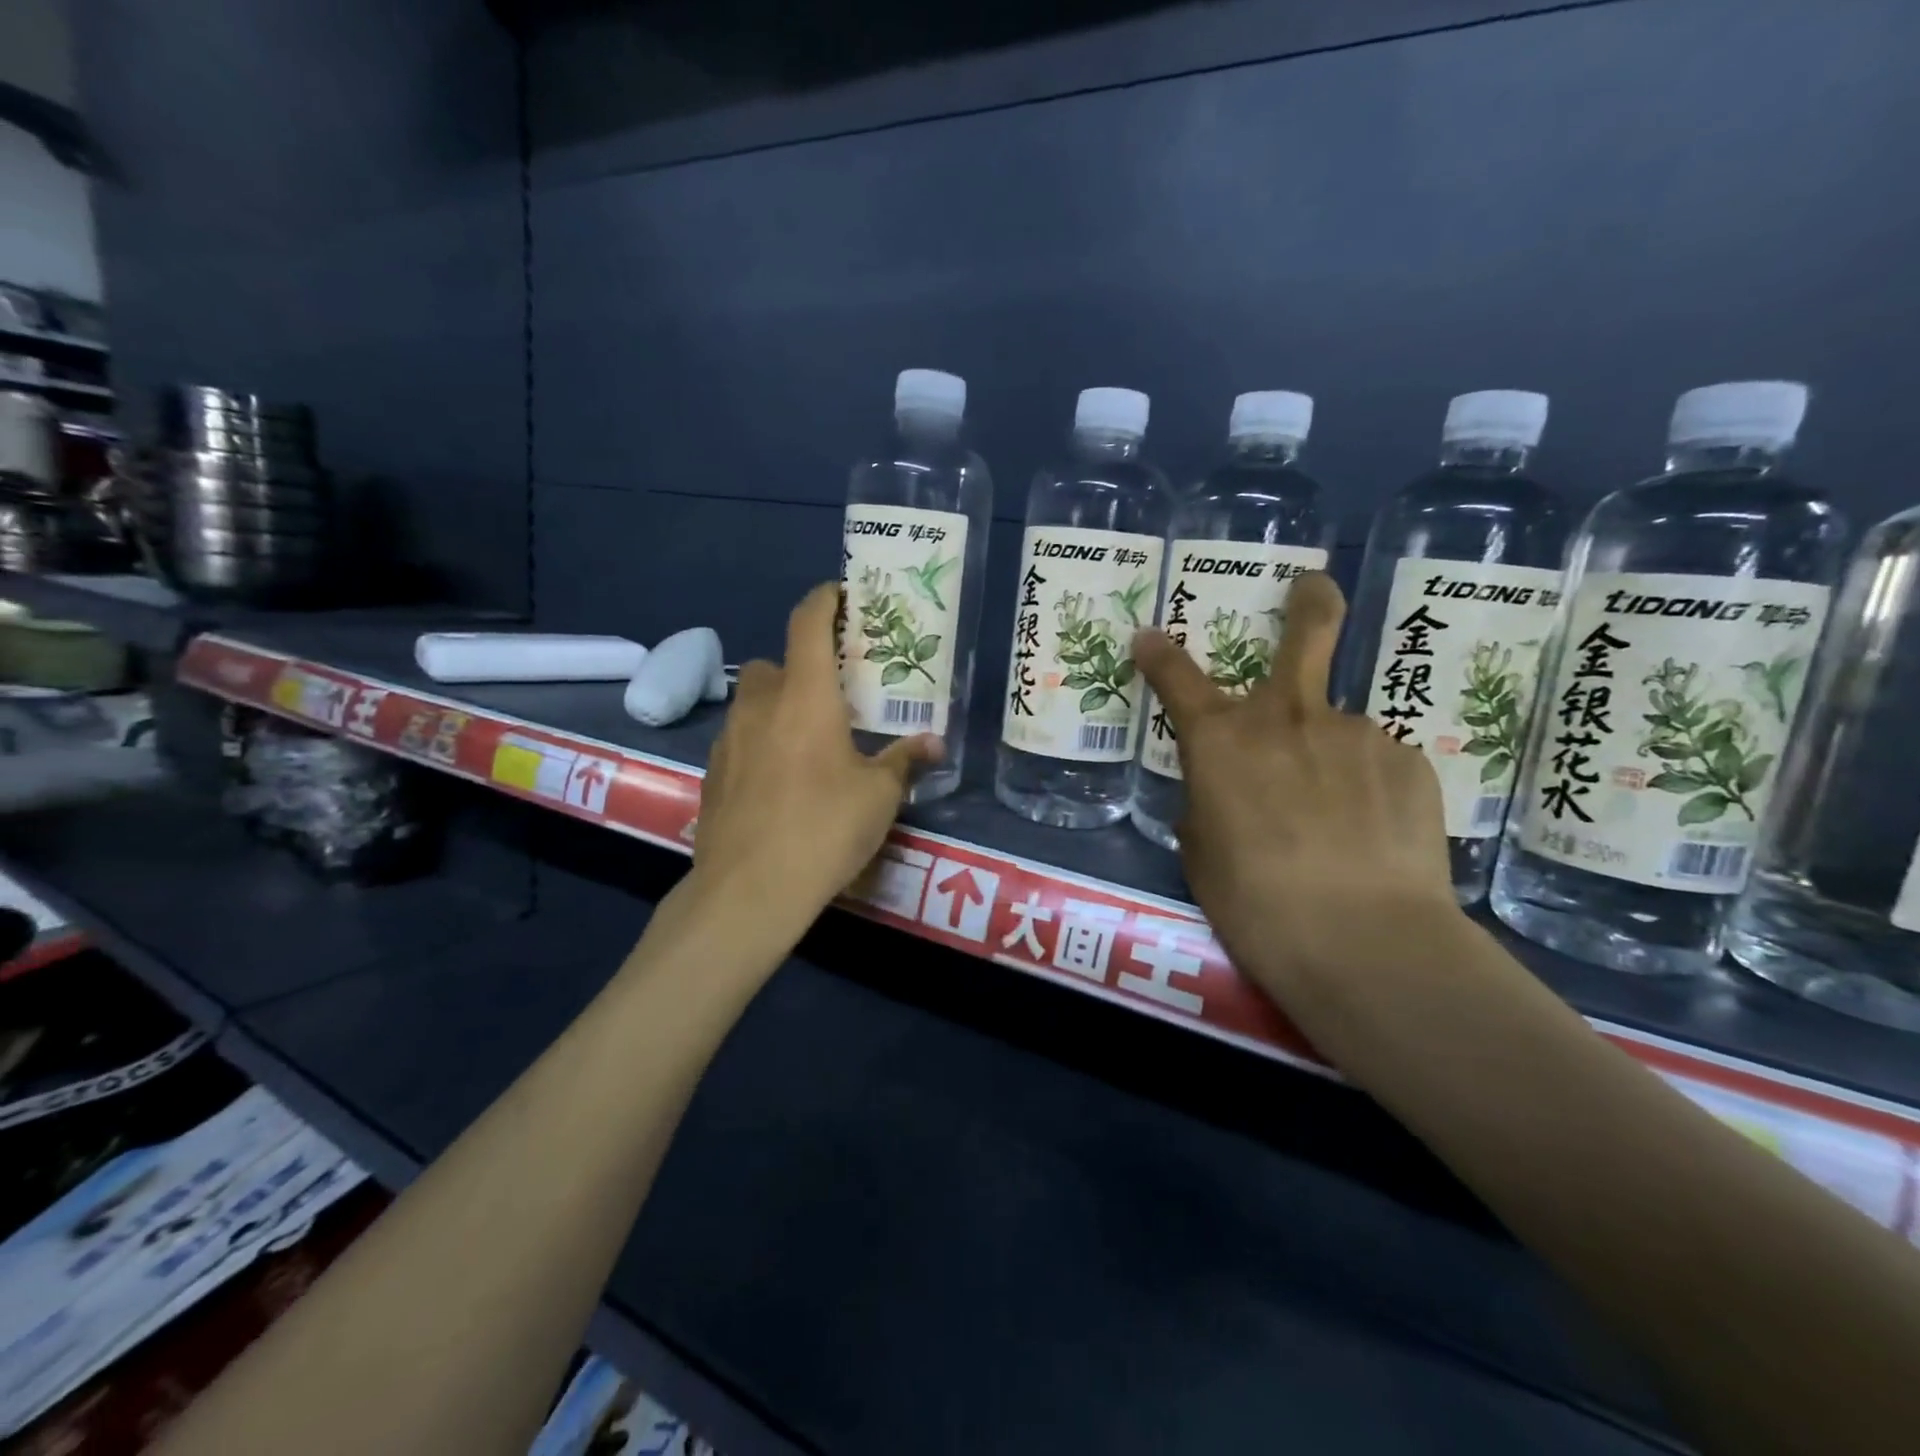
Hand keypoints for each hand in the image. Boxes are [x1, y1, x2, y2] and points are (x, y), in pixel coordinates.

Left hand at [691, 583, 940, 933]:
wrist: (749, 891)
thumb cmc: (823, 829)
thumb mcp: (879, 796)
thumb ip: (905, 761)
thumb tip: (934, 743)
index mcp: (805, 696)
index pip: (807, 623)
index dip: (823, 599)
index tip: (840, 595)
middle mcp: (760, 705)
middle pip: (774, 663)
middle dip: (800, 669)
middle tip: (832, 698)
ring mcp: (728, 739)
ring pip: (753, 703)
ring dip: (778, 708)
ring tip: (808, 744)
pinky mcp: (712, 773)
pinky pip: (740, 740)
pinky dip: (760, 744)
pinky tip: (780, 783)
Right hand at [1132, 572, 1461, 1007]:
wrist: (1362, 941)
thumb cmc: (1256, 902)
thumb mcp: (1202, 855)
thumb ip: (1207, 805)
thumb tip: (1224, 794)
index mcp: (1221, 740)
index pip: (1177, 678)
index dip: (1159, 654)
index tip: (1149, 636)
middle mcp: (1287, 717)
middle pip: (1305, 633)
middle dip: (1308, 603)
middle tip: (1313, 585)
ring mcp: (1355, 732)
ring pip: (1337, 729)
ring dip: (1330, 757)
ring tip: (1339, 823)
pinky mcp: (1409, 762)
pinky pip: (1375, 766)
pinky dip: (1368, 790)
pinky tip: (1372, 837)